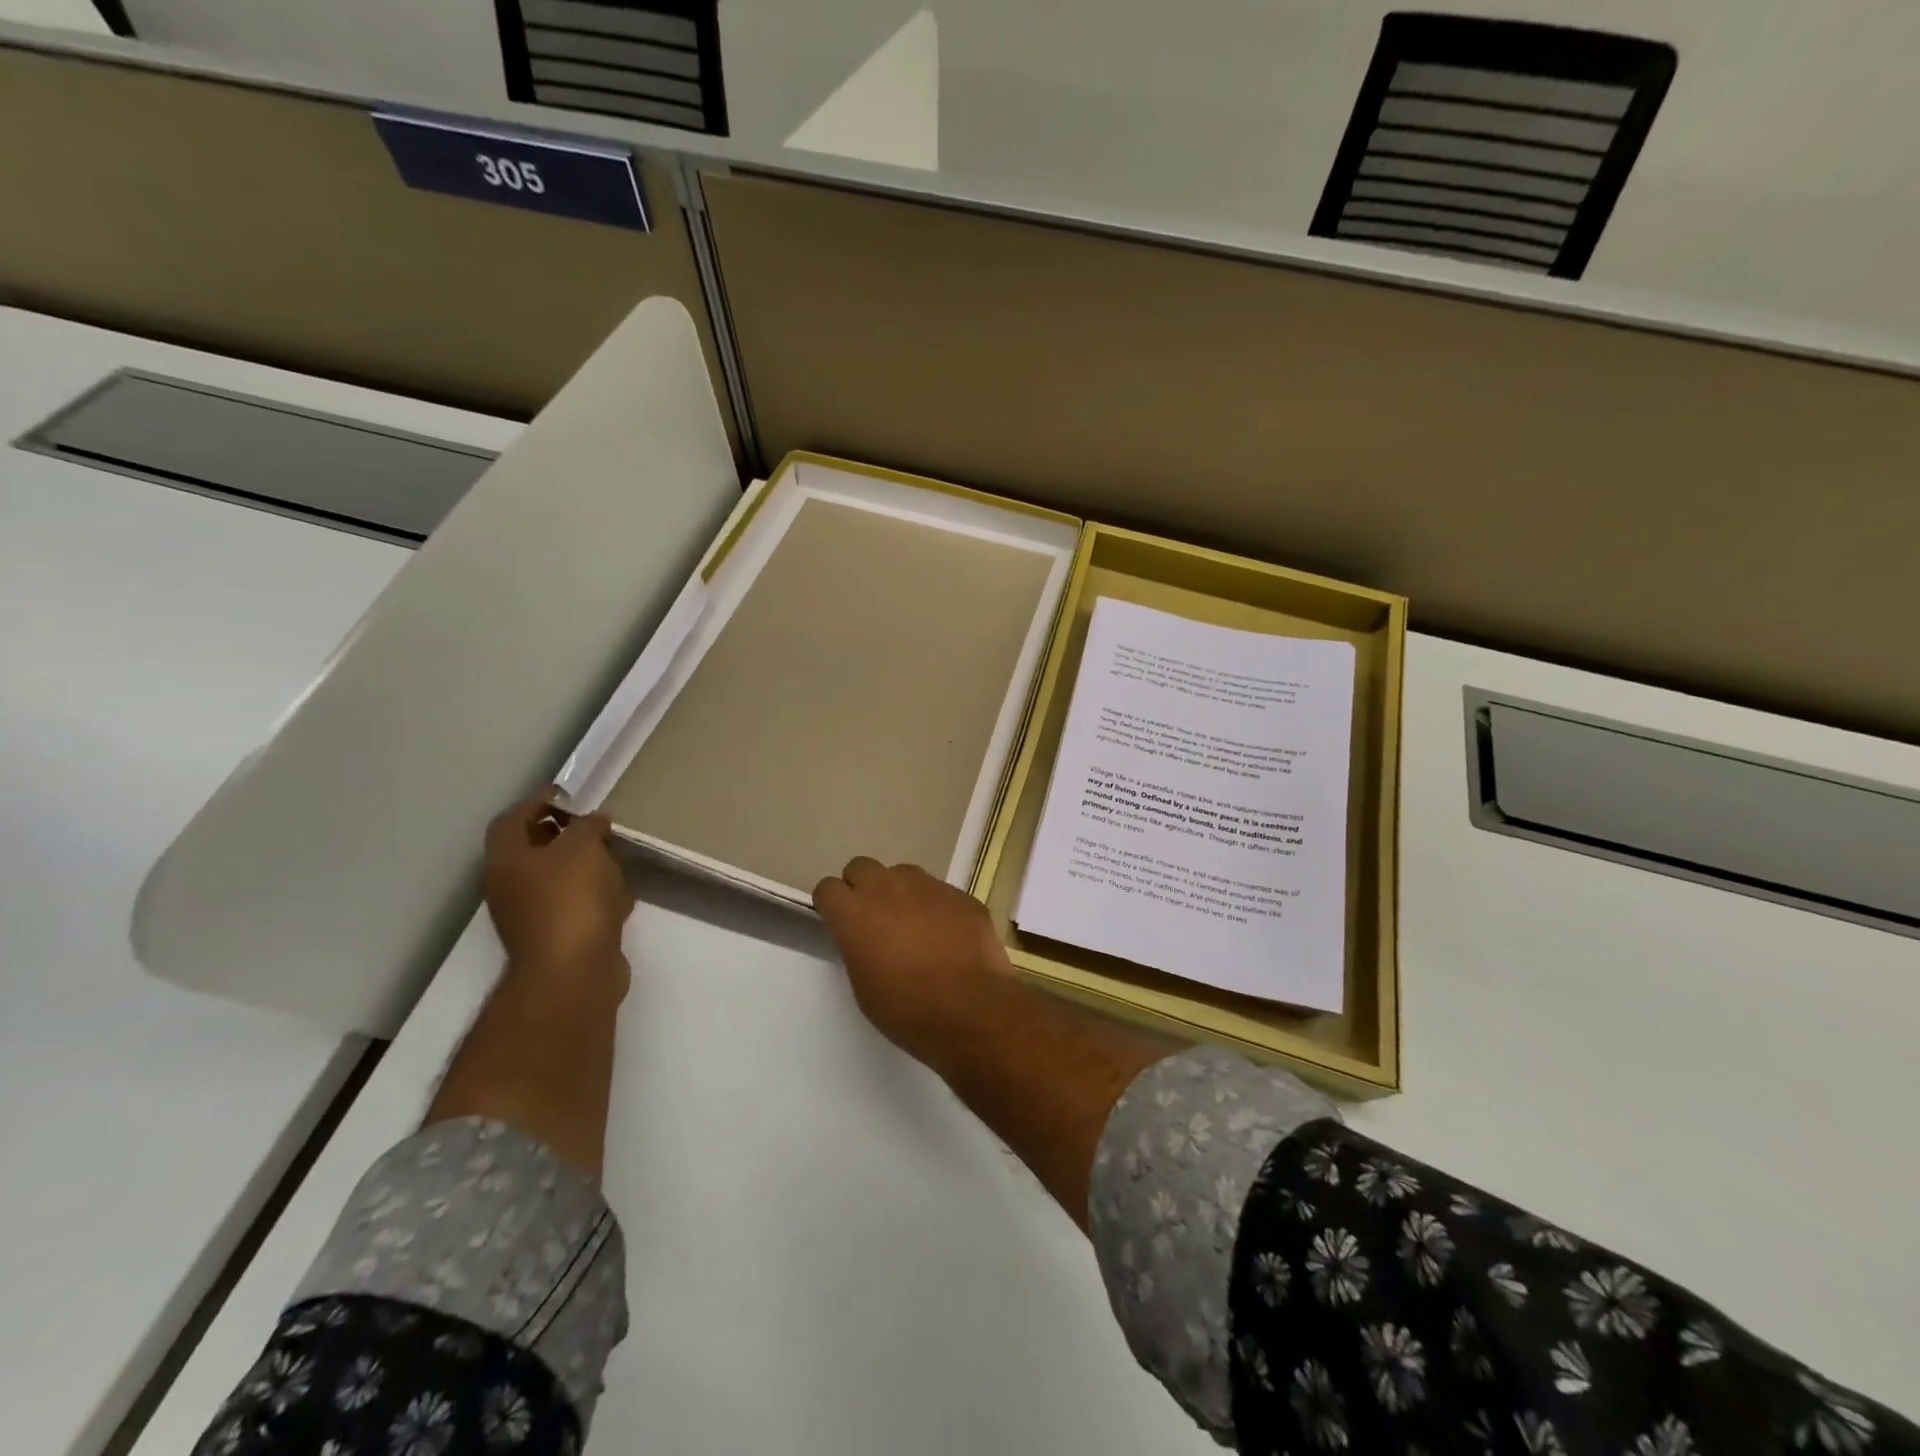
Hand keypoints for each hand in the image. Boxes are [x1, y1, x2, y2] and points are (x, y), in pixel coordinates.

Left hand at [483, 792, 633, 990]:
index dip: (537, 802)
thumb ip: (587, 826)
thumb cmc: (571, 898)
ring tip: (614, 857)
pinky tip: (620, 897)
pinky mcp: (556, 939)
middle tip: (595, 825)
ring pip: (555, 880)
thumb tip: (592, 822)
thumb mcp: (583, 846)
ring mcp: (530, 916)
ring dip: (581, 867)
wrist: (573, 971)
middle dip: (562, 835)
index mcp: (507, 860)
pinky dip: (594, 897)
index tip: (568, 794)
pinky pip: (574, 906)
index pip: (512, 819)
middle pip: (532, 851)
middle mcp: (510, 887)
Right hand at [813, 858, 1014, 1071]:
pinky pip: (939, 891)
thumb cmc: (907, 1008)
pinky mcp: (960, 894)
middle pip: (861, 867)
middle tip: (874, 919)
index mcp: (855, 913)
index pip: (827, 888)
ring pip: (902, 874)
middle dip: (862, 886)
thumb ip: (859, 948)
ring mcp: (927, 886)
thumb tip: (868, 938)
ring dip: (900, 892)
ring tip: (914, 925)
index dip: (832, 904)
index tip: (840, 922)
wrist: (971, 1007)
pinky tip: (949, 936)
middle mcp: (887, 888)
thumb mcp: (864, 986)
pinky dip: (937, 907)